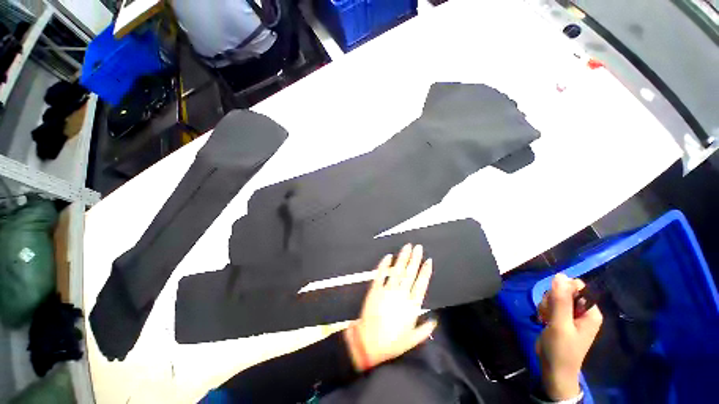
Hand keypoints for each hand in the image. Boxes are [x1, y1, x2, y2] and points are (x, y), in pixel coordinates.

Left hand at [344, 244, 436, 370]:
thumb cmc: (392, 342)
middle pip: (410, 273)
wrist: (369, 343)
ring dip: (402, 258)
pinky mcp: (375, 290)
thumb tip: (434, 319)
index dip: (425, 271)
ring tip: (407, 247)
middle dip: (415, 259)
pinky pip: (380, 274)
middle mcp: (401, 295)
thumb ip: (424, 329)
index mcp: (412, 306)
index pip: (421, 284)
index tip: (428, 260)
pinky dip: (384, 264)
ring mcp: (387, 290)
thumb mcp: (412, 339)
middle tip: (418, 247)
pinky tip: (388, 256)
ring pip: (397, 271)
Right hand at [535, 273, 602, 400]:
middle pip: (564, 291)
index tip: (553, 301)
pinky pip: (550, 304)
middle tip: (548, 313)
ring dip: (545, 305)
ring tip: (545, 318)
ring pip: (554, 297)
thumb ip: (561, 300)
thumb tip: (560, 275)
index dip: (562, 290)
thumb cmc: (561, 349)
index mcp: (590, 312)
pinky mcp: (560, 319)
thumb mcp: (560, 324)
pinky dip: (544, 310)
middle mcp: (583, 311)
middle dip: (551, 299)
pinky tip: (542, 319)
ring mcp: (571, 315)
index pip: (577, 287)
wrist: (553, 369)